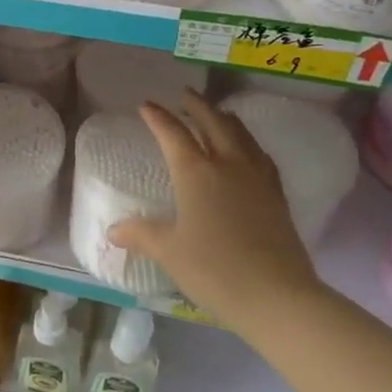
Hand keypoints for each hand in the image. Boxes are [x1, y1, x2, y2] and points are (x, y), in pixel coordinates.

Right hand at [108, 92, 325, 326]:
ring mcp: (257, 178)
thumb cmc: (214, 270)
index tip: (146, 105)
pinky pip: (260, 155)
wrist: (278, 297)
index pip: (172, 133)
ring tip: (217, 113)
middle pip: (213, 122)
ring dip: (225, 118)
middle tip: (184, 94)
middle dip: (196, 105)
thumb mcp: (169, 252)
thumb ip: (140, 234)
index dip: (158, 117)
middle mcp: (228, 164)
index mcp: (195, 172)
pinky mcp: (277, 195)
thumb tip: (113, 230)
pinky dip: (248, 142)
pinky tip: (248, 150)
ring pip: (241, 134)